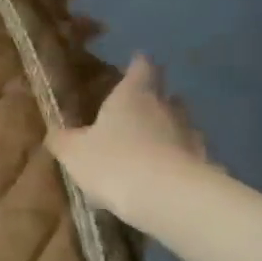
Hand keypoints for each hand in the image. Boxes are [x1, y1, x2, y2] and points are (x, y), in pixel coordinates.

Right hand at [46, 55, 211, 229]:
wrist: (171, 199)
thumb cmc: (115, 163)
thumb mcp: (74, 152)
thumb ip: (63, 140)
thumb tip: (56, 133)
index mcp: (133, 97)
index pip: (141, 68)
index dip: (138, 64)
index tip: (137, 61)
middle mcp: (166, 109)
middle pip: (166, 96)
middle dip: (156, 99)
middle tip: (140, 107)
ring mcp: (190, 137)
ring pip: (181, 126)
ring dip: (169, 131)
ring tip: (152, 145)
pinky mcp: (205, 166)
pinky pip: (189, 157)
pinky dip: (178, 161)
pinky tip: (165, 176)